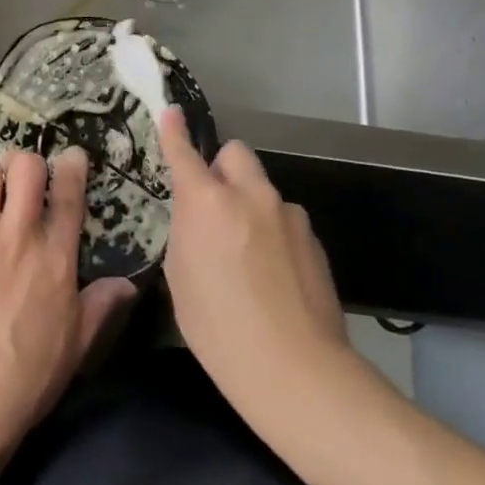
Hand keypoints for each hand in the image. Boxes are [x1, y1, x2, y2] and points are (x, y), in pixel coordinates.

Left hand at [0, 148, 135, 470]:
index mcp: (55, 259)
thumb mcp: (75, 351)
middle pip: (26, 166)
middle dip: (25, 164)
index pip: (69, 194)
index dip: (72, 167)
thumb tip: (128, 284)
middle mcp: (17, 235)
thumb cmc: (22, 384)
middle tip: (18, 181)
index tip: (71, 156)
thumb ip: (100, 309)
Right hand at [159, 108, 354, 423]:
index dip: (174, 131)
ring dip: (251, 205)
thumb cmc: (220, 330)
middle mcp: (250, 195)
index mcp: (207, 202)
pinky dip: (275, 233)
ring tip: (250, 255)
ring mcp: (287, 214)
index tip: (171, 112)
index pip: (185, 153)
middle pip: (235, 153)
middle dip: (223, 168)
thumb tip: (196, 217)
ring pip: (262, 189)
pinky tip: (276, 276)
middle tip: (216, 204)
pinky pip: (284, 219)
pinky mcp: (313, 238)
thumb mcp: (181, 278)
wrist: (297, 372)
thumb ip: (187, 232)